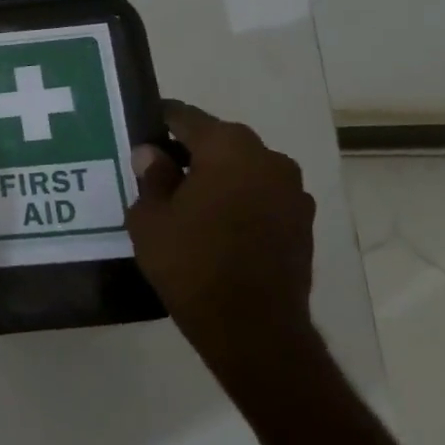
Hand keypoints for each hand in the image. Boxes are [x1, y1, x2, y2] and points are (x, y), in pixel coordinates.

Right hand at [126, 102, 317, 377]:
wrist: (252, 326)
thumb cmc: (191, 263)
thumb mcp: (150, 218)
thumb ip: (152, 177)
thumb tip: (152, 153)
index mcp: (227, 148)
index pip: (186, 118)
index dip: (160, 120)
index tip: (141, 129)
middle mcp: (268, 158)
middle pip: (220, 140)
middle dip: (190, 150)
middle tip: (159, 169)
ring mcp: (292, 190)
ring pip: (244, 168)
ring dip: (219, 176)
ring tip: (188, 199)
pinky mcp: (303, 221)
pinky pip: (262, 195)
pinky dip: (240, 199)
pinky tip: (218, 224)